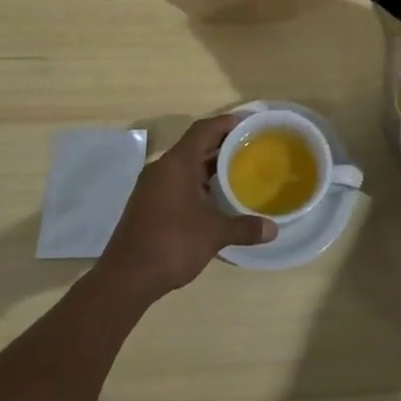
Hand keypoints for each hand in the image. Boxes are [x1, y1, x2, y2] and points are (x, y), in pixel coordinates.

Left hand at [95, 114, 275, 302]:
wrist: (126, 278)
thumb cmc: (171, 244)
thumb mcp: (214, 234)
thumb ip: (244, 227)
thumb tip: (274, 229)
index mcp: (177, 163)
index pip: (204, 129)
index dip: (227, 123)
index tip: (249, 123)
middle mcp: (162, 168)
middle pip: (195, 145)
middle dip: (222, 144)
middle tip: (251, 148)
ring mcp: (152, 187)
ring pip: (185, 165)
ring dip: (209, 165)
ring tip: (238, 171)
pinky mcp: (148, 204)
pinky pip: (177, 182)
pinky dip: (197, 183)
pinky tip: (214, 198)